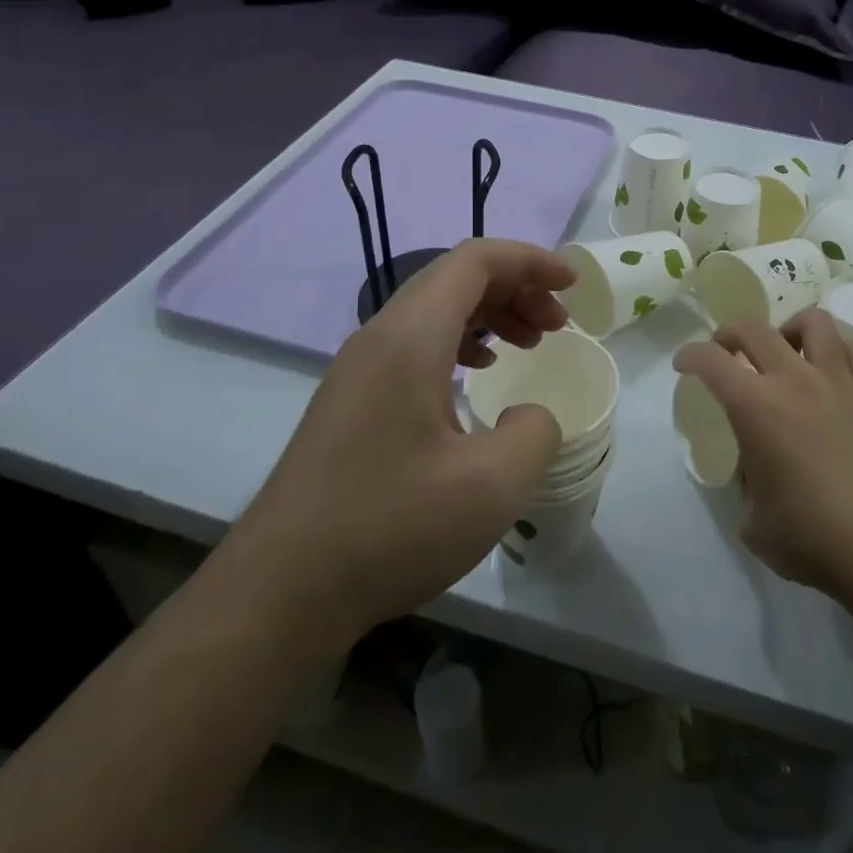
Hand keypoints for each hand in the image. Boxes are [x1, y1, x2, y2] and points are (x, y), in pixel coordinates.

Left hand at [244, 239, 574, 641]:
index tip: (571, 285)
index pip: (474, 261)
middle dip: (515, 288)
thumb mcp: (490, 486)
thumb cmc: (389, 528)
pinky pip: (414, 344)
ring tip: (529, 344)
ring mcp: (358, 369)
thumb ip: (535, 433)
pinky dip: (459, 343)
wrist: (281, 591)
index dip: (529, 260)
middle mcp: (379, 337)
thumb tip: (531, 416)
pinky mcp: (351, 401)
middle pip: (454, 279)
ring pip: (433, 311)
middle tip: (557, 323)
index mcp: (409, 337)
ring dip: (488, 315)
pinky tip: (477, 378)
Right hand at [674, 310, 852, 606]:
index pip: (710, 361)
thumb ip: (746, 482)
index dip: (689, 357)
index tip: (683, 365)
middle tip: (725, 352)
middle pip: (754, 329)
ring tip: (785, 349)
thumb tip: (756, 470)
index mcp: (755, 407)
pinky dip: (835, 346)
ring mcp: (839, 383)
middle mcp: (794, 380)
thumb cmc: (811, 539)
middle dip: (729, 334)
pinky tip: (830, 365)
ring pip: (813, 322)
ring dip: (788, 328)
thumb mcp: (753, 521)